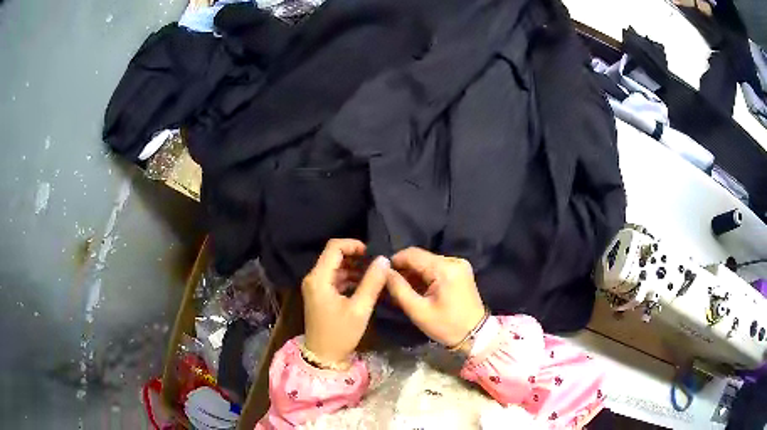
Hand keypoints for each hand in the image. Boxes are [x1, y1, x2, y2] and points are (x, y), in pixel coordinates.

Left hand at [302, 239, 389, 366]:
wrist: (323, 356)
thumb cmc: (340, 334)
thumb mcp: (360, 309)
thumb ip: (372, 282)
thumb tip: (384, 259)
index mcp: (319, 278)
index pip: (334, 247)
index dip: (353, 245)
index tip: (372, 253)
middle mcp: (313, 278)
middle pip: (334, 256)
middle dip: (356, 257)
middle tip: (377, 264)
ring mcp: (315, 286)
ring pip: (335, 267)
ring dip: (354, 268)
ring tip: (375, 274)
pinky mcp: (319, 294)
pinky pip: (334, 278)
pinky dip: (349, 278)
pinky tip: (365, 285)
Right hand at [386, 248, 484, 350]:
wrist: (475, 335)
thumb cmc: (446, 326)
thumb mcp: (418, 311)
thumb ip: (399, 289)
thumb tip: (384, 271)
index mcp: (444, 268)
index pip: (412, 254)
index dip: (394, 261)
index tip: (382, 275)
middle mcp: (454, 260)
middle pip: (420, 257)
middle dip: (404, 269)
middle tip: (391, 285)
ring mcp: (459, 264)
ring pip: (428, 262)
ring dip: (414, 273)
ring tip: (403, 289)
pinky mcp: (461, 270)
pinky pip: (437, 267)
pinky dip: (426, 276)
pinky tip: (419, 289)